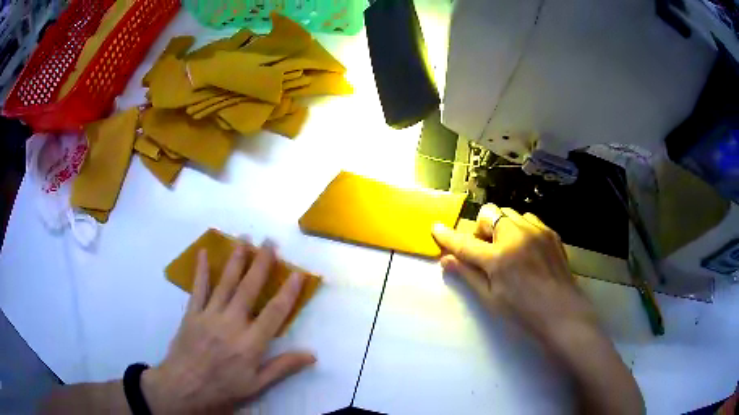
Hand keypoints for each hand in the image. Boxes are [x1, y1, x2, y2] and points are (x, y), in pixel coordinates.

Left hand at [141, 243, 315, 413]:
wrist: (184, 387)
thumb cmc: (223, 388)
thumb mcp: (257, 385)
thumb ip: (283, 367)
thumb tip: (312, 355)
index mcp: (250, 343)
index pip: (274, 313)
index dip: (288, 292)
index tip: (298, 273)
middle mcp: (231, 323)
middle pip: (249, 289)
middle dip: (261, 264)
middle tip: (269, 242)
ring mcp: (209, 315)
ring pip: (225, 283)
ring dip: (236, 260)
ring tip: (244, 239)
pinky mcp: (192, 313)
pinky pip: (198, 288)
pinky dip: (201, 270)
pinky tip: (203, 253)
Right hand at [432, 204, 599, 345]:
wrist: (562, 312)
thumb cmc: (522, 312)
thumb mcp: (490, 298)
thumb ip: (468, 275)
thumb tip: (446, 259)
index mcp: (498, 258)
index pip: (465, 243)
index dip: (448, 236)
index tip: (436, 228)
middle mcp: (516, 236)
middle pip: (489, 214)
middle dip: (480, 228)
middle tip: (484, 250)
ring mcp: (536, 230)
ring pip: (509, 213)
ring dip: (500, 226)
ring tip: (506, 248)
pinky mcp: (550, 231)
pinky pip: (527, 218)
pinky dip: (518, 228)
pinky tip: (524, 248)